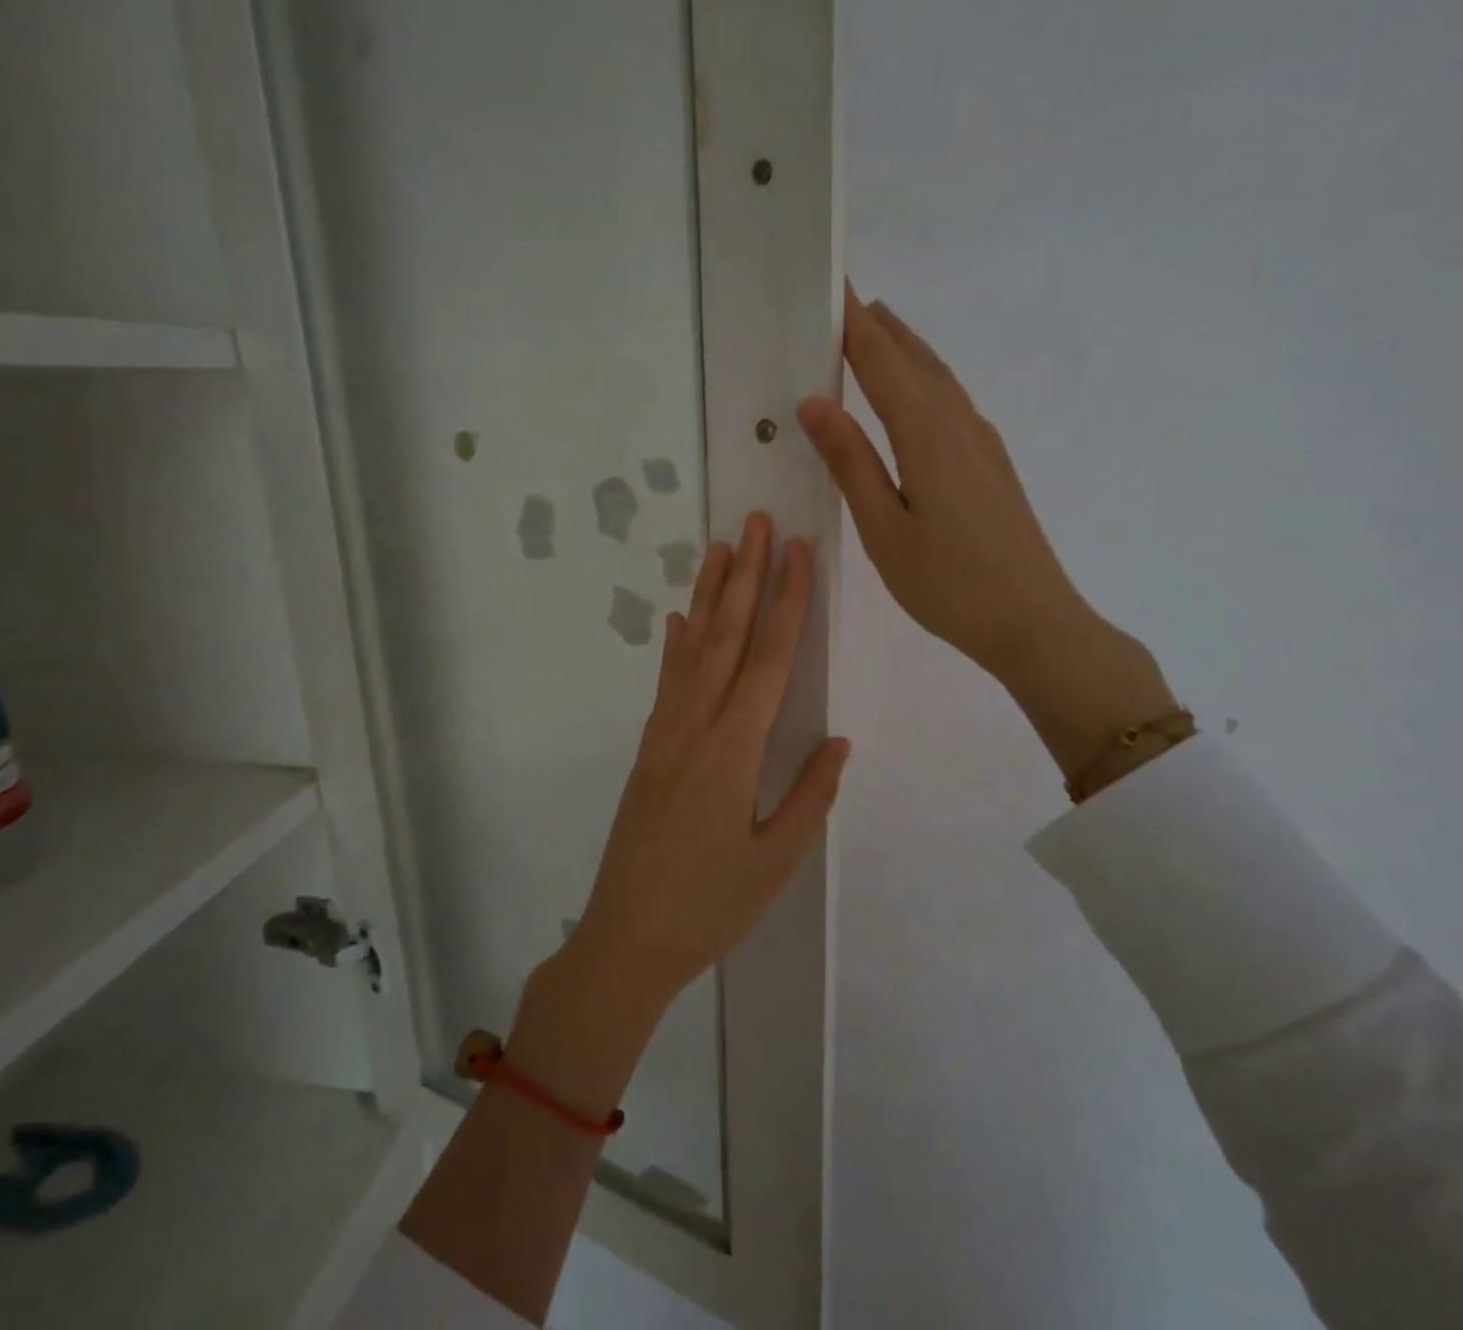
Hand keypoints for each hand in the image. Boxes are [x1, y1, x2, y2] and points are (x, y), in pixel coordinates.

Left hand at [564, 512, 850, 1004]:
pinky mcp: (649, 749)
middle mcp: (695, 726)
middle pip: (727, 636)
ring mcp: (665, 734)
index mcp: (733, 749)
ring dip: (709, 596)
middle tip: (758, 522)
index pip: (769, 659)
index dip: (787, 602)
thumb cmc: (710, 907)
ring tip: (721, 548)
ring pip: (692, 649)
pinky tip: (679, 620)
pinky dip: (676, 645)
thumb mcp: (776, 860)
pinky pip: (667, 682)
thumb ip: (810, 796)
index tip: (798, 552)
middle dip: (746, 576)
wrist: (625, 940)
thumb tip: (837, 740)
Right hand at [798, 286, 1176, 780]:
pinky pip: (953, 403)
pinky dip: (926, 381)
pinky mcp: (993, 466)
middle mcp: (959, 425)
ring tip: (878, 331)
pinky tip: (918, 395)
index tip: (831, 284)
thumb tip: (815, 401)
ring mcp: (983, 444)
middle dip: (880, 327)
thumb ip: (851, 462)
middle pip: (915, 360)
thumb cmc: (949, 584)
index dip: (854, 322)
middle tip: (847, 300)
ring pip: (939, 379)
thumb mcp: (885, 530)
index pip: (881, 362)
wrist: (1035, 622)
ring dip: (907, 350)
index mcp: (927, 436)